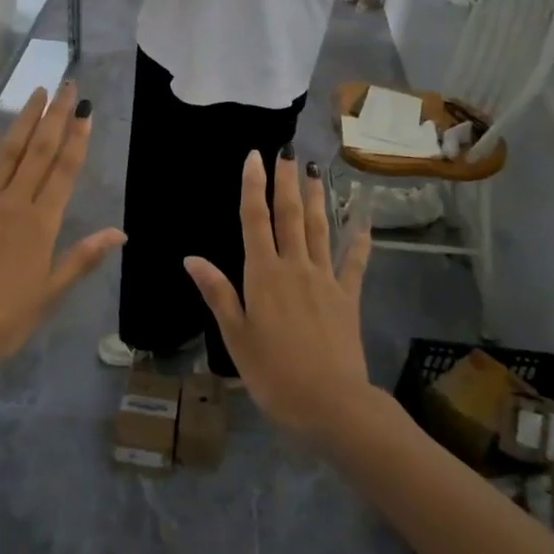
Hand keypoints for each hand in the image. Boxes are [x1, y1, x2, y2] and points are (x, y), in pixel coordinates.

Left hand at [0, 82, 124, 382]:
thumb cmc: (1, 321)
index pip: (64, 172)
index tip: (86, 109)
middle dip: (55, 117)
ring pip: (5, 153)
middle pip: (38, 152)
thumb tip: (119, 232)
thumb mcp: (49, 295)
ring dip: (22, 121)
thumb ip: (81, 258)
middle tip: (67, 86)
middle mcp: (12, 204)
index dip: (77, 138)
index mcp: (40, 225)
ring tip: (36, 93)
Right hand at [184, 152, 372, 437]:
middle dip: (286, 181)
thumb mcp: (235, 335)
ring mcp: (325, 279)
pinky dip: (358, 241)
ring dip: (316, 198)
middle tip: (287, 151)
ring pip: (319, 229)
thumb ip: (217, 292)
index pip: (255, 220)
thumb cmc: (273, 372)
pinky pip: (354, 263)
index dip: (252, 186)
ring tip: (314, 171)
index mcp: (263, 275)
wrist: (330, 402)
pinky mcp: (347, 297)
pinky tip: (362, 222)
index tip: (254, 156)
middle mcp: (294, 267)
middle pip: (289, 215)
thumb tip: (191, 257)